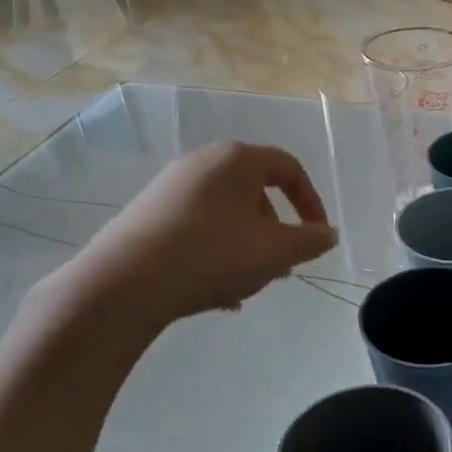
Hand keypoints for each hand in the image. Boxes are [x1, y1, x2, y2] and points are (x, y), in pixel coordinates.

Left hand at [41, 142, 336, 334]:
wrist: (123, 284)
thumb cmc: (211, 256)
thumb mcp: (275, 252)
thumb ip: (310, 241)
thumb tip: (328, 234)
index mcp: (237, 160)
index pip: (289, 168)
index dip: (311, 202)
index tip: (317, 237)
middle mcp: (203, 163)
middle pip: (256, 192)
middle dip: (277, 231)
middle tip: (282, 266)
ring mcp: (171, 187)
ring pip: (229, 214)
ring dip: (249, 246)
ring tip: (249, 284)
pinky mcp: (149, 213)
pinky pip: (200, 227)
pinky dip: (218, 251)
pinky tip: (217, 291)